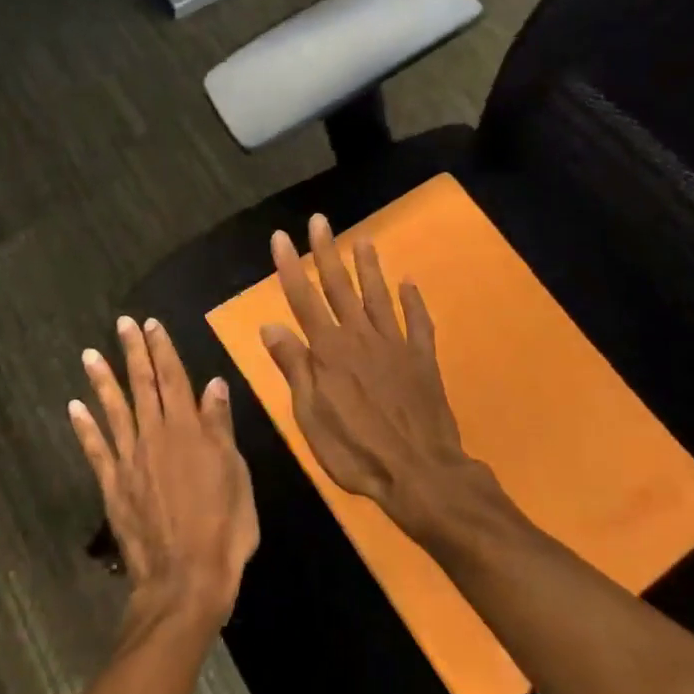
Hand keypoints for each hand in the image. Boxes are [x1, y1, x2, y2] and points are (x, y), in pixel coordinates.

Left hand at [71, 316, 259, 627]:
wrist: (185, 580)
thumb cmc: (223, 528)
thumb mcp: (236, 474)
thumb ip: (220, 427)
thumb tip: (214, 384)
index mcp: (189, 430)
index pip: (174, 378)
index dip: (163, 349)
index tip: (152, 324)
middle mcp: (155, 436)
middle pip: (143, 385)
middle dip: (134, 352)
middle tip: (122, 324)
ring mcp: (130, 460)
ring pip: (114, 410)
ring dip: (102, 380)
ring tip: (90, 354)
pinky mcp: (113, 485)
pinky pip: (96, 449)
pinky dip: (85, 426)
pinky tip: (74, 406)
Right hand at [260, 214, 483, 540]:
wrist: (420, 472)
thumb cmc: (356, 451)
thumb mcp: (311, 416)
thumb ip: (295, 368)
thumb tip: (270, 325)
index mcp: (329, 352)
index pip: (303, 300)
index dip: (290, 267)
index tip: (281, 237)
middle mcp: (360, 338)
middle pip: (340, 288)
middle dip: (327, 253)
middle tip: (321, 221)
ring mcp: (395, 346)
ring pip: (379, 297)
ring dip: (369, 268)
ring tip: (364, 240)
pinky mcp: (422, 360)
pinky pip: (418, 323)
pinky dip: (414, 302)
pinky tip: (409, 283)